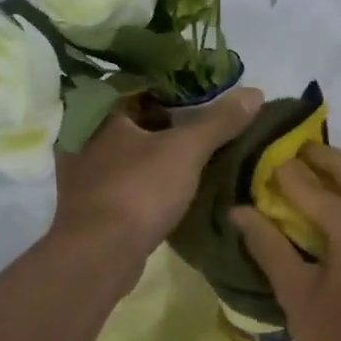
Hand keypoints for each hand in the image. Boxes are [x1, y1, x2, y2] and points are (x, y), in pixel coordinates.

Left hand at [49, 88, 264, 280]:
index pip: (138, 84)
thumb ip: (219, 120)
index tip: (205, 89)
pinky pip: (128, 177)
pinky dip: (150, 175)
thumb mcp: (186, 150)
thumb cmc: (138, 190)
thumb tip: (255, 92)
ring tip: (197, 147)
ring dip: (159, 148)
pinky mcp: (93, 202)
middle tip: (208, 117)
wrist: (100, 255)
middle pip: (135, 117)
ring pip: (130, 149)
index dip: (173, 84)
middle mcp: (85, 137)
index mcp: (100, 113)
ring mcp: (85, 172)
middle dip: (169, 118)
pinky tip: (175, 180)